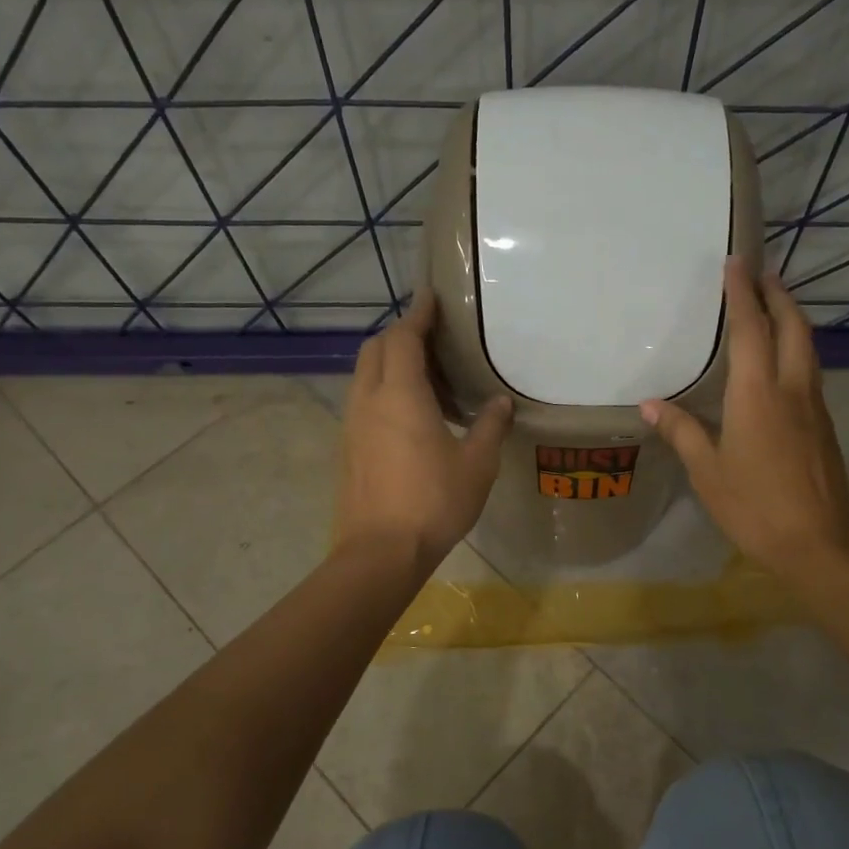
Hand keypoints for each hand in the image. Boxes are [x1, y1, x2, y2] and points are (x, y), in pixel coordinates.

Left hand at [335, 292, 512, 568]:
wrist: (380, 552)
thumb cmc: (434, 502)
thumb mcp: (477, 464)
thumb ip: (490, 427)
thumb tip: (500, 403)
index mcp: (401, 395)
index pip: (404, 338)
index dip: (418, 314)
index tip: (431, 296)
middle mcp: (369, 400)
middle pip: (376, 349)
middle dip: (401, 334)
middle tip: (433, 338)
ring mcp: (353, 424)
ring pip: (366, 374)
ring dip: (392, 364)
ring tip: (428, 378)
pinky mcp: (348, 446)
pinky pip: (364, 400)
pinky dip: (384, 390)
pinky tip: (412, 414)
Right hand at [642, 258, 848, 576]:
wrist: (817, 542)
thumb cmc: (754, 506)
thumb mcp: (708, 471)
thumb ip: (682, 431)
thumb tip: (649, 405)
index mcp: (757, 393)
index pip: (751, 329)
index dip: (743, 293)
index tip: (736, 263)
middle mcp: (791, 388)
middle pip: (793, 326)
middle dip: (778, 294)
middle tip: (760, 273)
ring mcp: (814, 405)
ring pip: (808, 346)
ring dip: (792, 318)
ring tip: (773, 305)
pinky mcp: (824, 424)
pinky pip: (810, 370)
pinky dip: (797, 347)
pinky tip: (782, 360)